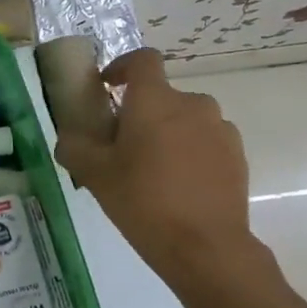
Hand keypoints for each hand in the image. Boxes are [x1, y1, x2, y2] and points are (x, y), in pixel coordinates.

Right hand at [54, 48, 259, 282]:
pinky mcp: (238, 155)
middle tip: (124, 147)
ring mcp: (220, 129)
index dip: (123, 67)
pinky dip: (192, 153)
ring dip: (169, 133)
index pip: (143, 60)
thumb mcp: (95, 176)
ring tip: (155, 171)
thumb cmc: (144, 202)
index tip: (108, 88)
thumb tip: (69, 138)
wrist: (206, 247)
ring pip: (186, 120)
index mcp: (156, 100)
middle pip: (162, 96)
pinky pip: (207, 142)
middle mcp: (193, 104)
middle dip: (142, 113)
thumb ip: (74, 148)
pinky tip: (181, 187)